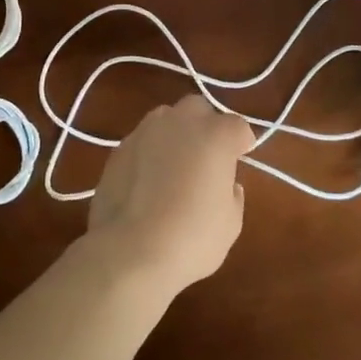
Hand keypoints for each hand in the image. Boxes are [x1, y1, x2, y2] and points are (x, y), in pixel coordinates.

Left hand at [85, 96, 251, 296]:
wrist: (129, 251)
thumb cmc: (191, 238)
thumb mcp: (230, 224)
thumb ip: (232, 195)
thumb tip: (227, 185)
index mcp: (215, 135)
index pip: (238, 126)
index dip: (241, 143)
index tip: (240, 160)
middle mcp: (181, 122)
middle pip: (199, 109)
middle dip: (206, 125)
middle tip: (207, 157)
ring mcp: (145, 131)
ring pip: (166, 118)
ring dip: (175, 134)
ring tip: (174, 165)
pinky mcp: (119, 148)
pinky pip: (143, 140)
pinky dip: (150, 152)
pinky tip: (147, 180)